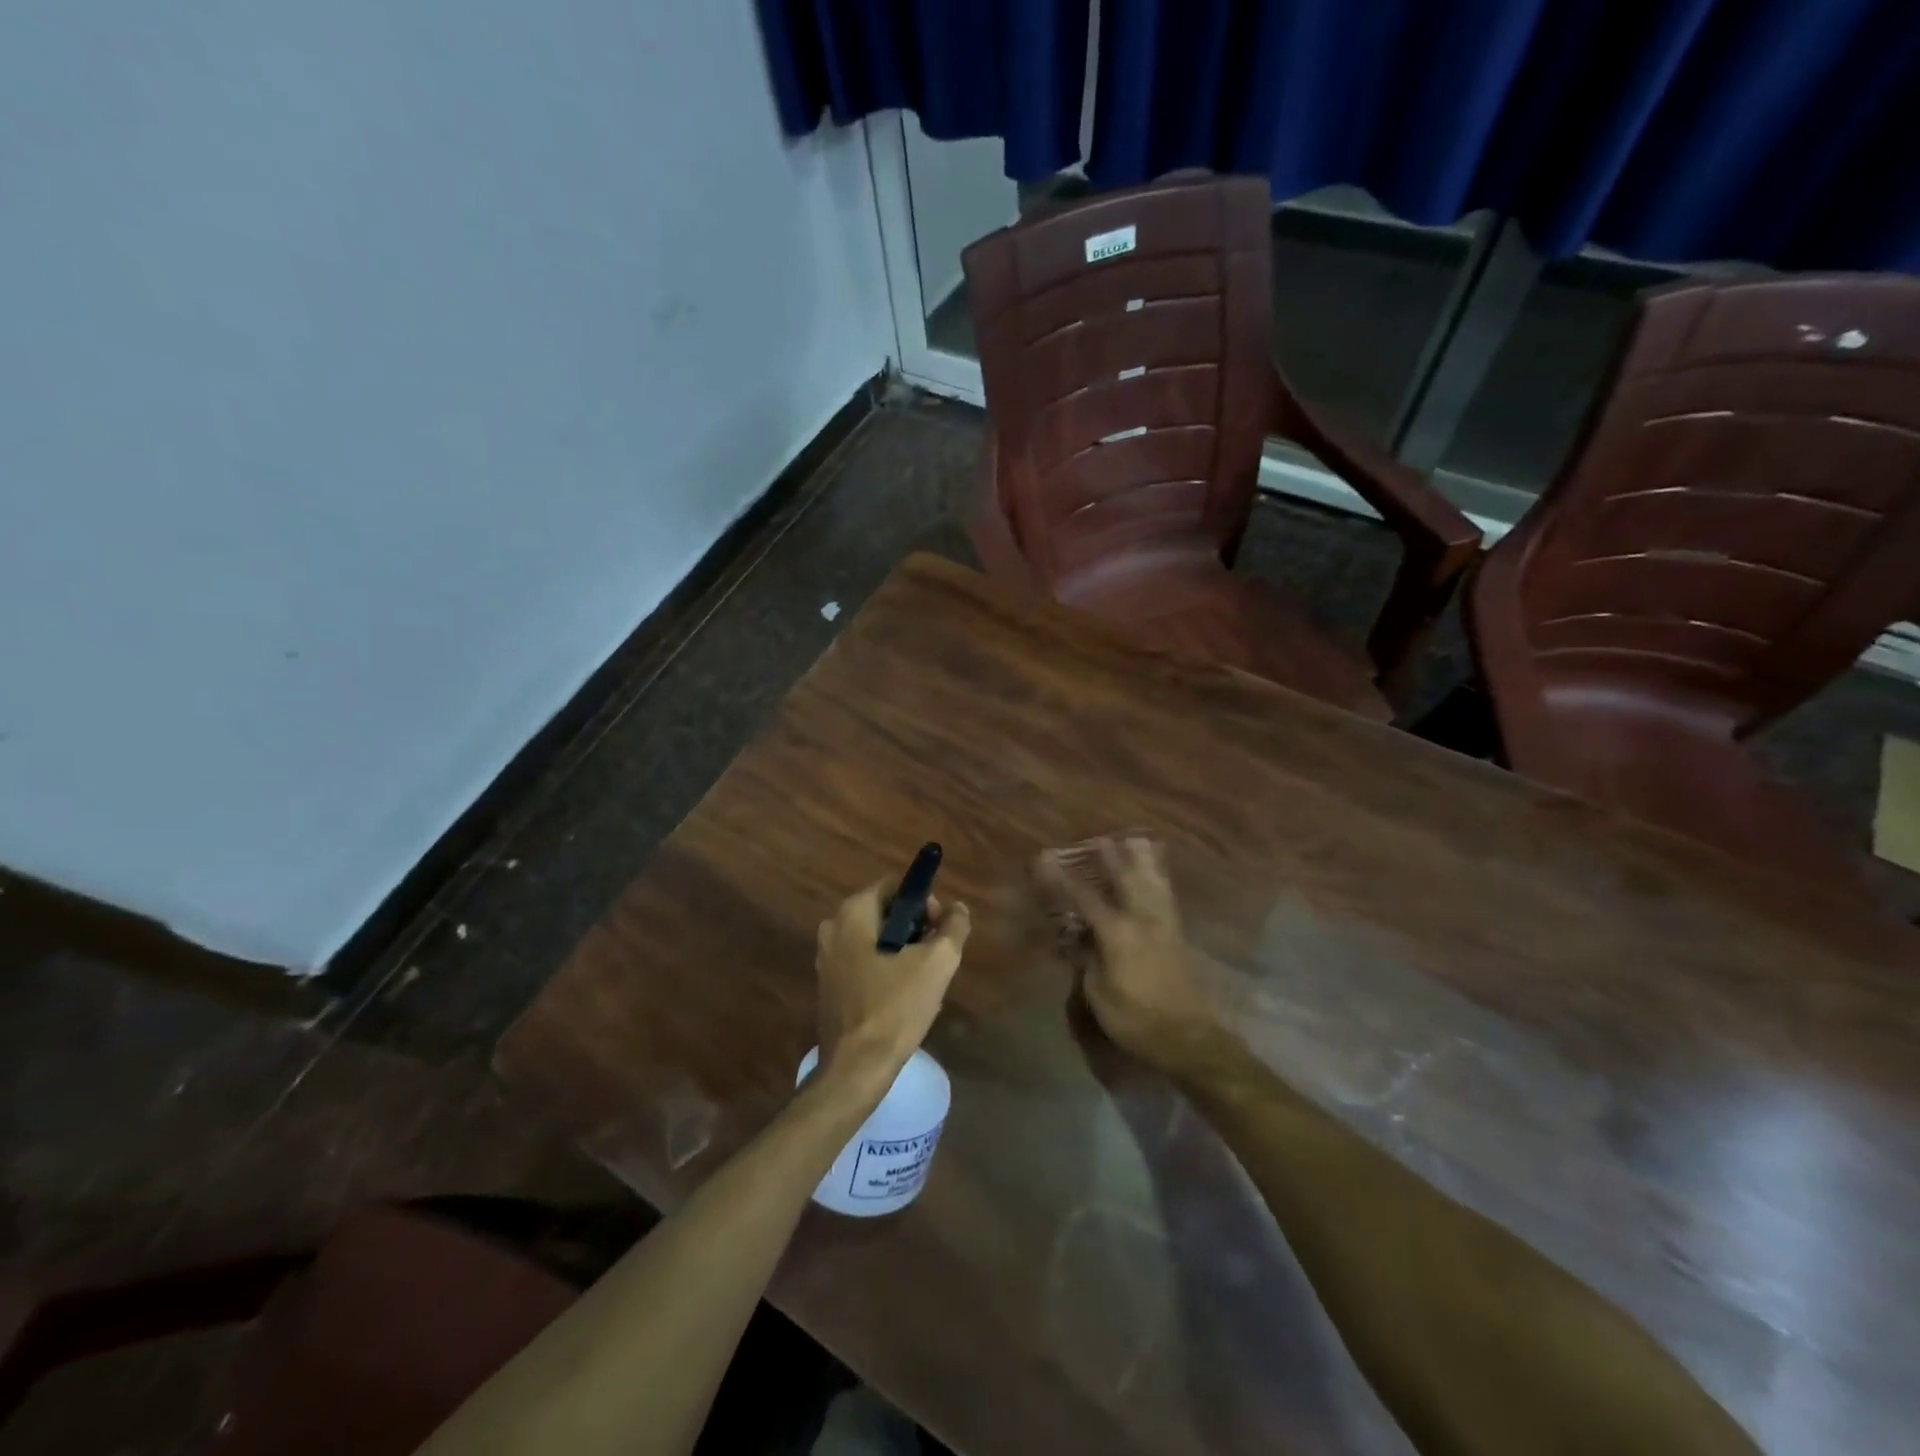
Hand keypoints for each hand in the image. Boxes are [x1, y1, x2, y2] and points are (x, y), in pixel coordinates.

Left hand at [815, 882, 970, 1091]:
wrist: (855, 1068)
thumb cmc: (894, 1008)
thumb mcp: (936, 963)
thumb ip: (953, 927)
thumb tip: (958, 909)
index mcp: (852, 913)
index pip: (896, 887)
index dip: (925, 902)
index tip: (941, 929)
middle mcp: (833, 928)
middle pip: (886, 912)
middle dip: (916, 928)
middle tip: (937, 955)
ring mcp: (827, 959)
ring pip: (877, 940)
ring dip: (903, 952)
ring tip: (925, 980)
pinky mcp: (830, 986)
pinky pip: (865, 962)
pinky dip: (887, 970)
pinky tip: (904, 997)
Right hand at [1039, 837, 1213, 1068]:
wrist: (1188, 1038)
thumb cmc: (1135, 1019)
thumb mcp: (1099, 994)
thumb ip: (1087, 960)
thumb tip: (1080, 937)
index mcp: (1118, 933)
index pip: (1085, 897)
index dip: (1063, 878)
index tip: (1047, 859)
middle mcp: (1142, 920)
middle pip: (1125, 880)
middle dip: (1110, 858)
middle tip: (1098, 839)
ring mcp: (1164, 926)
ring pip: (1152, 883)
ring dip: (1142, 861)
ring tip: (1136, 840)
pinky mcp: (1178, 935)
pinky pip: (1167, 897)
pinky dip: (1160, 879)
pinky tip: (1159, 875)